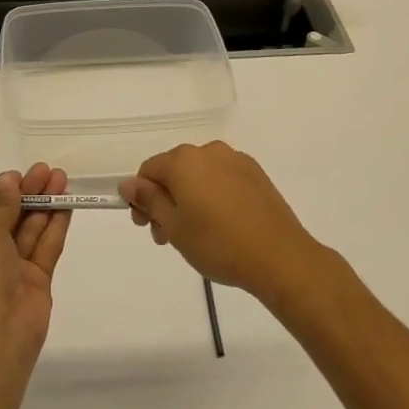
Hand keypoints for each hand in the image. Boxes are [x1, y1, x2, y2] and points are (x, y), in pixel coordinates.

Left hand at [0, 164, 72, 365]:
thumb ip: (2, 206)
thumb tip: (9, 181)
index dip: (0, 191)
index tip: (19, 174)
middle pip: (8, 218)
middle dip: (27, 194)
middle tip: (47, 170)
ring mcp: (11, 272)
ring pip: (29, 231)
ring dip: (44, 205)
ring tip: (62, 179)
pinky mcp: (36, 283)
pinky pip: (45, 248)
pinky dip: (55, 226)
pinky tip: (67, 204)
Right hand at [120, 141, 323, 302]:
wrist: (280, 257)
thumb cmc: (219, 244)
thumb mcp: (174, 227)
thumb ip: (149, 200)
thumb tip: (128, 183)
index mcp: (183, 160)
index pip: (148, 171)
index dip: (140, 198)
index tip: (146, 227)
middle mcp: (208, 151)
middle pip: (174, 171)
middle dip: (164, 200)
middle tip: (168, 237)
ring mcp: (235, 160)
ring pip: (199, 175)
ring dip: (188, 198)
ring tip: (196, 234)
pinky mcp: (255, 173)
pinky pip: (222, 178)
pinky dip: (213, 195)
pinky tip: (221, 223)